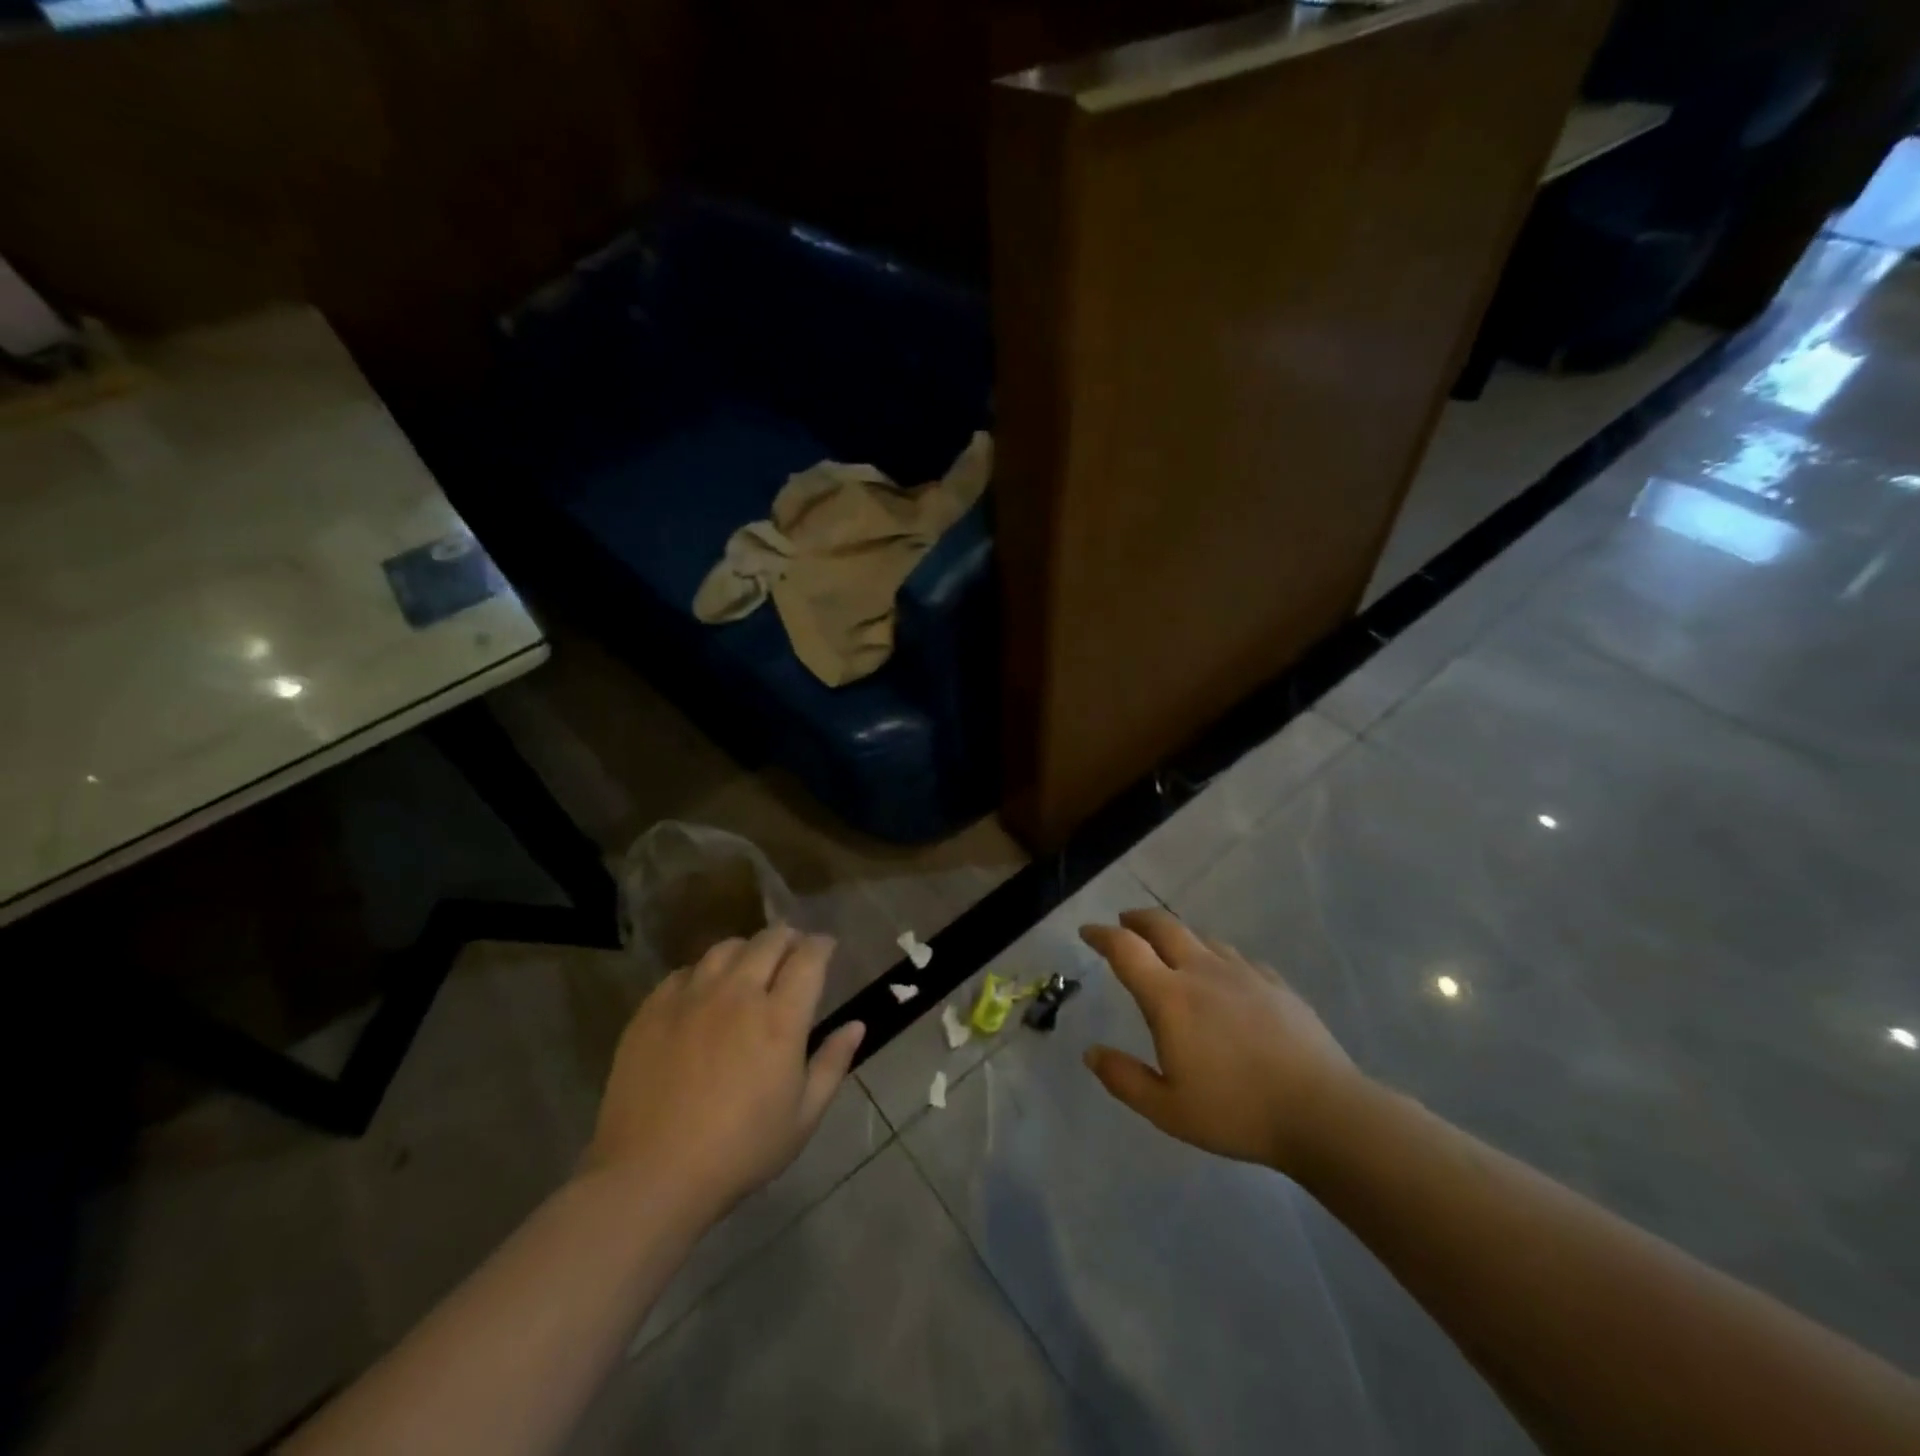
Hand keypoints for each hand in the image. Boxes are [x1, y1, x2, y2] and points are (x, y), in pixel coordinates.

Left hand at [583, 927, 864, 1224]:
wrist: (651, 1175)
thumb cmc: (740, 1151)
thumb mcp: (803, 1117)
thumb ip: (832, 1064)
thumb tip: (856, 1025)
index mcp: (780, 1018)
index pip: (809, 958)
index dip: (822, 945)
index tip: (827, 947)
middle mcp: (737, 994)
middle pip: (768, 941)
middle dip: (789, 938)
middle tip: (793, 950)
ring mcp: (691, 998)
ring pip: (725, 948)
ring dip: (747, 949)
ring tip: (750, 965)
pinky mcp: (653, 1010)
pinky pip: (685, 972)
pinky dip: (704, 972)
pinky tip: (705, 992)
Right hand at [1080, 908, 1362, 1177]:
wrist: (1323, 1112)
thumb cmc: (1237, 1112)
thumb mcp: (1167, 1110)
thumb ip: (1124, 1079)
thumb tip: (1091, 1053)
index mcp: (1170, 997)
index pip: (1126, 949)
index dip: (1102, 935)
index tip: (1087, 931)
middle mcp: (1202, 972)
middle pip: (1163, 926)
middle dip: (1138, 919)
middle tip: (1124, 922)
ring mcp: (1244, 974)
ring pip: (1202, 938)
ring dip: (1178, 935)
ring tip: (1171, 948)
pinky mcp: (1276, 984)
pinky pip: (1237, 958)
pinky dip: (1217, 956)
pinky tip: (1225, 976)